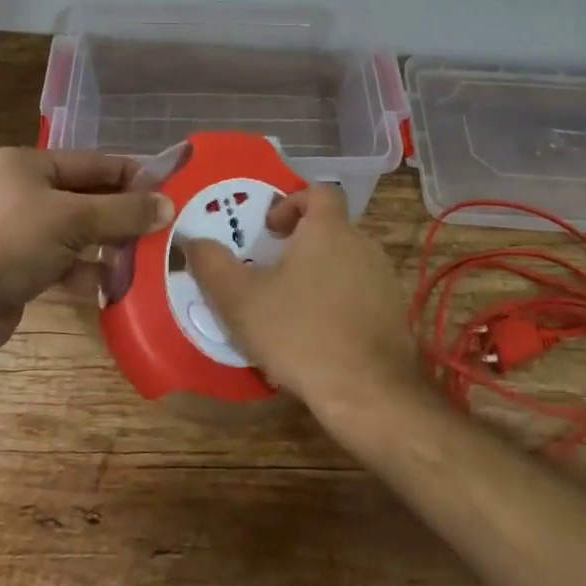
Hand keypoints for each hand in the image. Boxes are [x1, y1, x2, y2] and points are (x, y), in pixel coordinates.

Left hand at [0, 148, 173, 351]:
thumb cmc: (14, 244)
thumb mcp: (75, 221)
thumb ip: (124, 212)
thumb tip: (168, 205)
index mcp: (29, 164)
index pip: (94, 163)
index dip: (132, 176)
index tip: (168, 190)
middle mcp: (23, 189)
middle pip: (87, 198)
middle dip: (121, 216)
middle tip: (161, 229)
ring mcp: (18, 228)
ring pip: (77, 231)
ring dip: (107, 246)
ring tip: (143, 260)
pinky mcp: (18, 263)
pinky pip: (63, 259)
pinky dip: (85, 270)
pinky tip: (111, 286)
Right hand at [183, 185, 423, 418]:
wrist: (370, 393)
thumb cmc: (301, 333)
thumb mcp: (242, 300)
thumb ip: (213, 265)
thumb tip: (192, 241)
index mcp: (329, 229)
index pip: (319, 192)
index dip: (291, 203)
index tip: (269, 230)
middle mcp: (362, 244)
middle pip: (330, 229)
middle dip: (299, 245)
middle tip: (269, 273)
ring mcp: (383, 279)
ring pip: (344, 263)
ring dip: (318, 276)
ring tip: (289, 309)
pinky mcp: (393, 314)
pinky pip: (359, 295)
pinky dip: (338, 304)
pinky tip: (317, 338)